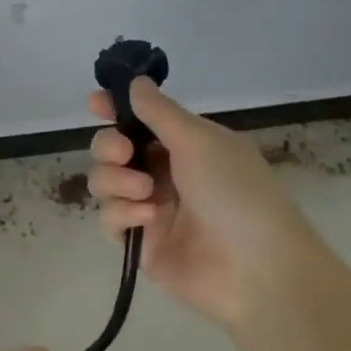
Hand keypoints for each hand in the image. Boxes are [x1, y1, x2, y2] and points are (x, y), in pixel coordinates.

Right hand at [86, 78, 320, 326]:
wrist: (256, 270)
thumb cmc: (235, 192)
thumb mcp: (199, 140)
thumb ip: (159, 111)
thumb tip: (135, 81)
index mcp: (185, 144)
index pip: (140, 119)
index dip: (114, 109)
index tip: (94, 103)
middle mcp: (164, 172)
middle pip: (112, 148)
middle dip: (109, 146)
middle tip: (124, 153)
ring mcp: (150, 207)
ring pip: (104, 181)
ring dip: (116, 181)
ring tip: (146, 194)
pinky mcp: (139, 242)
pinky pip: (109, 218)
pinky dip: (122, 214)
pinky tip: (147, 220)